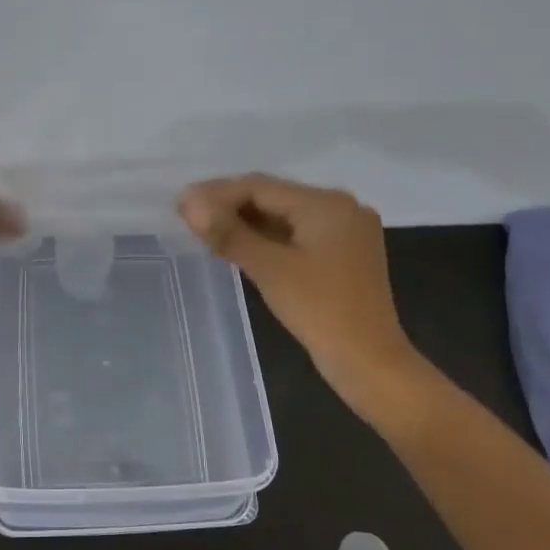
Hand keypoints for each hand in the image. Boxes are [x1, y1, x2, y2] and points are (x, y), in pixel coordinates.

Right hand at [178, 174, 417, 401]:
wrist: (369, 362)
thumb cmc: (320, 310)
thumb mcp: (269, 268)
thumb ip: (228, 232)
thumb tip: (188, 204)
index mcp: (327, 204)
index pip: (261, 187)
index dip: (217, 193)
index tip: (180, 203)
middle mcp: (341, 208)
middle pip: (274, 197)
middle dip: (230, 205)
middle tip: (187, 216)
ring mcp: (345, 232)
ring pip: (284, 217)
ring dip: (247, 222)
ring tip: (205, 229)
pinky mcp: (343, 255)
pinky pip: (297, 235)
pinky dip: (267, 238)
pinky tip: (239, 246)